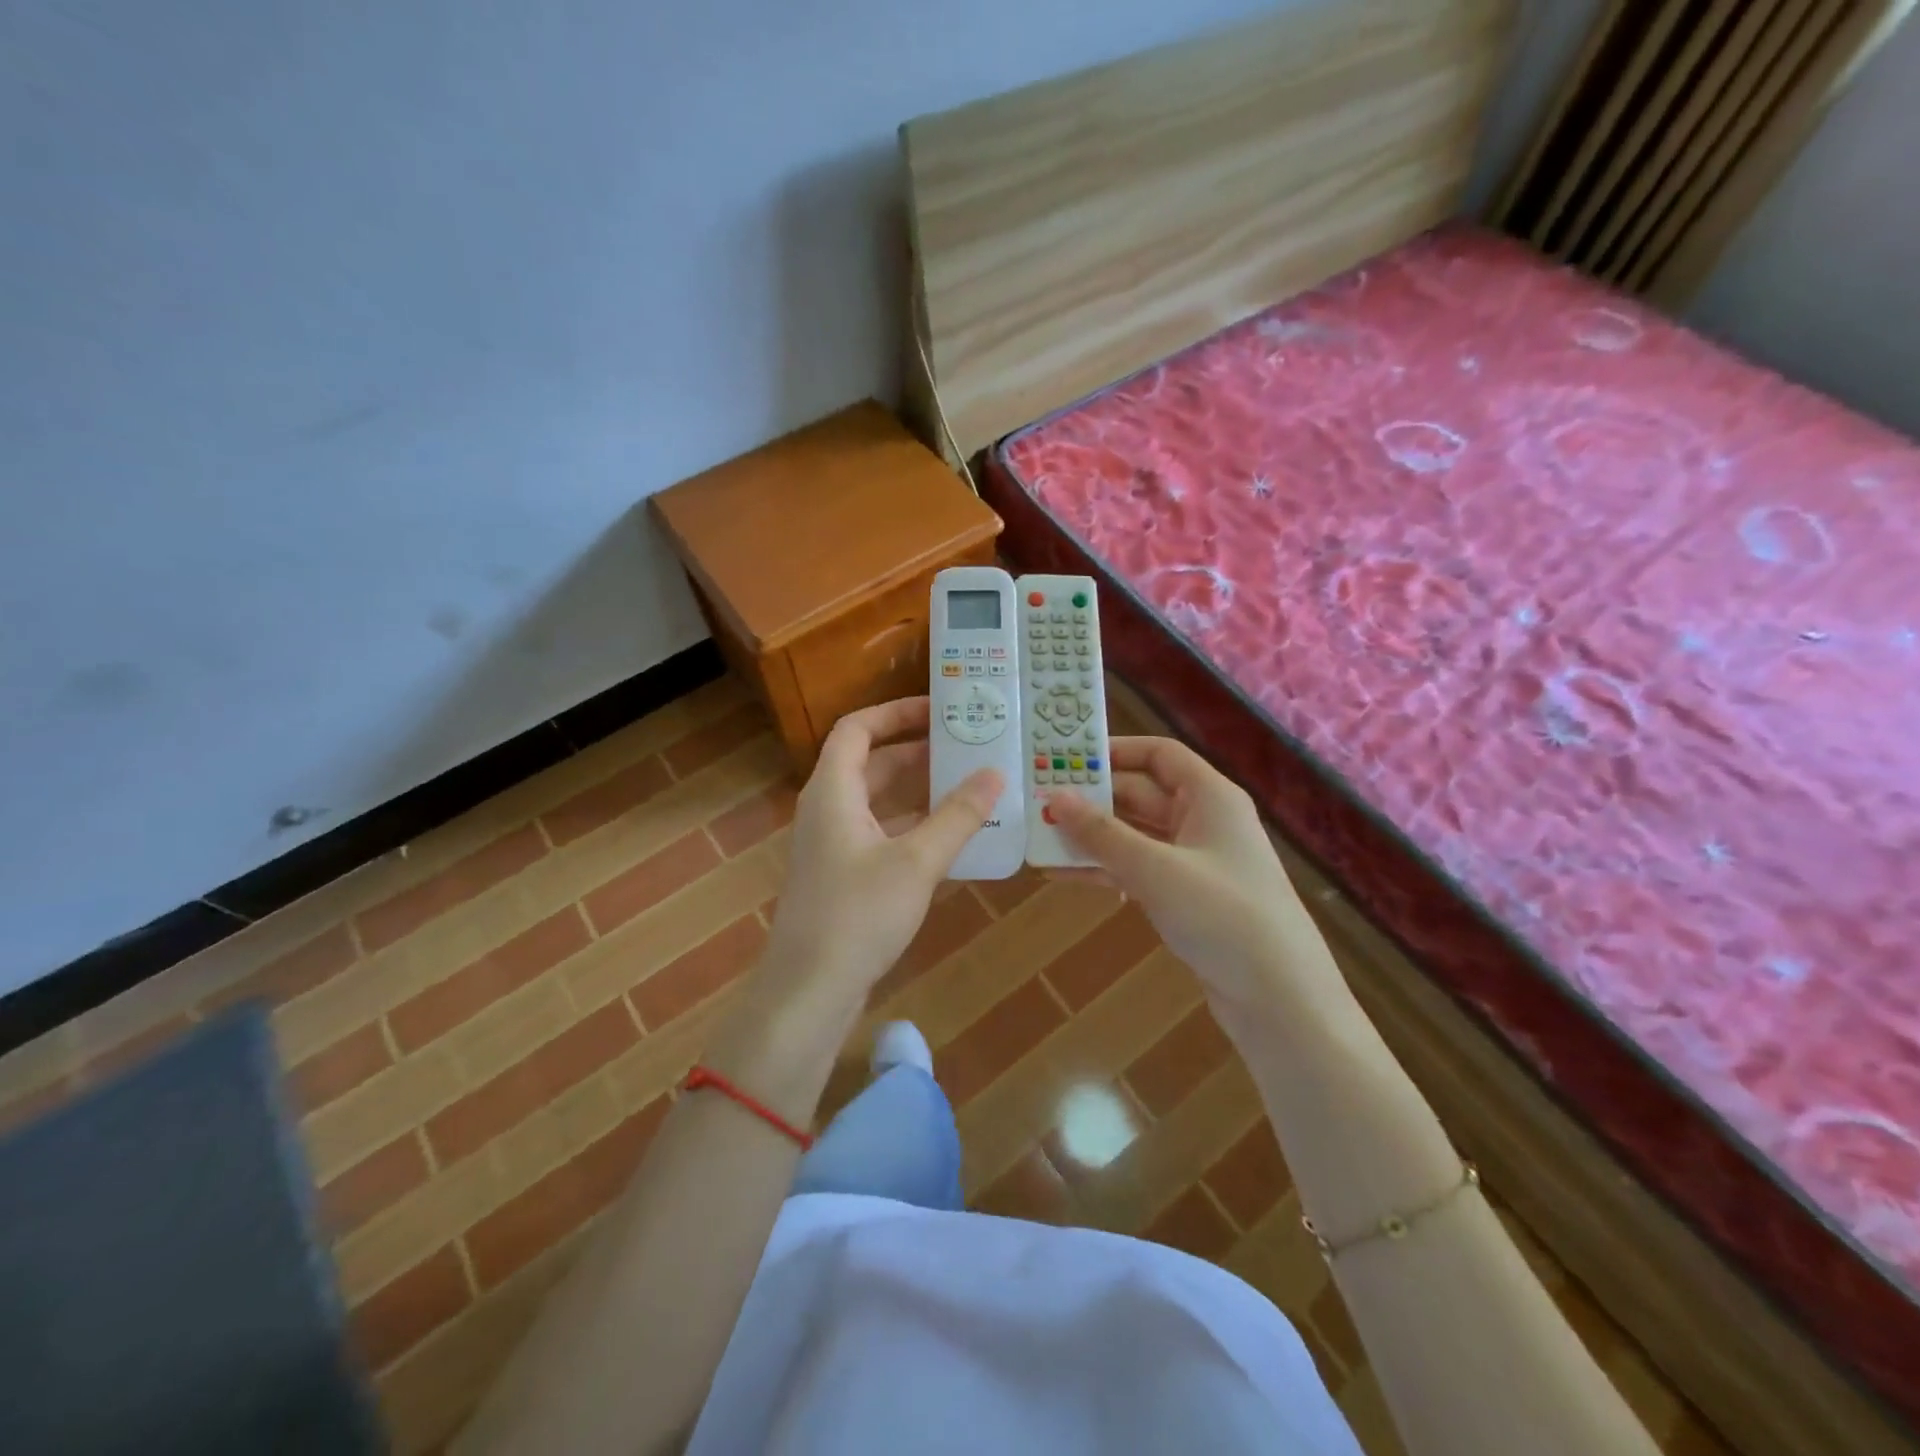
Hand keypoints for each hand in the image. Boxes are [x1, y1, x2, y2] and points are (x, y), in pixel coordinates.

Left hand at [762, 697, 1001, 1006]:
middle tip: (968, 747)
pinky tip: (953, 840)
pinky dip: (913, 828)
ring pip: (879, 802)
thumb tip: (995, 773)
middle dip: (917, 752)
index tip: (941, 711)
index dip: (896, 712)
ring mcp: (833, 845)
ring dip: (919, 792)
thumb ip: (958, 816)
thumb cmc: (858, 915)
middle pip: (871, 764)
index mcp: (834, 791)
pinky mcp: (843, 876)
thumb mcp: (917, 862)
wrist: (809, 991)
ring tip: (970, 787)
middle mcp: (829, 809)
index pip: (858, 729)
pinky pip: (881, 834)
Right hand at [1045, 738, 1341, 1021]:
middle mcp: (1202, 821)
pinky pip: (1136, 870)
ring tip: (1039, 836)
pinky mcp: (1185, 898)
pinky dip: (1104, 870)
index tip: (1067, 758)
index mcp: (1210, 797)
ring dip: (1091, 837)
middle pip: (1140, 794)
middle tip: (1039, 800)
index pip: (1159, 754)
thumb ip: (1102, 833)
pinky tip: (1062, 875)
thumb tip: (1055, 796)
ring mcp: (1193, 862)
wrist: (1280, 1000)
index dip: (1115, 750)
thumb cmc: (1223, 916)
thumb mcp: (1156, 869)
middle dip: (1092, 798)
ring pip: (1133, 835)